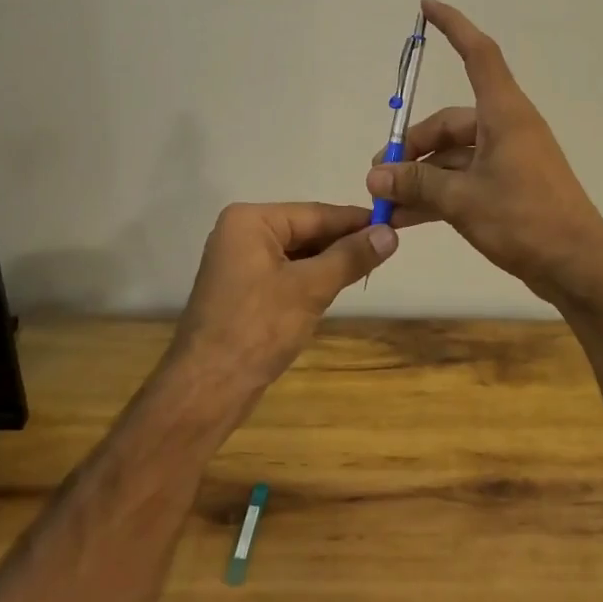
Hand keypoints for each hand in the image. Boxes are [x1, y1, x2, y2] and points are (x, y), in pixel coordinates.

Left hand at [167, 202, 396, 395]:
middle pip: (305, 230)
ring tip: (371, 265)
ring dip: (330, 261)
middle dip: (343, 242)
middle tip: (388, 249)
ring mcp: (240, 262)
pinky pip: (286, 272)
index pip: (315, 213)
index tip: (395, 224)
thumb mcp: (311, 288)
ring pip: (298, 253)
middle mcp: (242, 233)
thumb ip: (351, 257)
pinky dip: (311, 278)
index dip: (356, 221)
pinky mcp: (243, 289)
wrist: (208, 388)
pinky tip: (338, 285)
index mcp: (250, 220)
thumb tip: (390, 234)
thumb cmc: (258, 328)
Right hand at [366, 0, 602, 304]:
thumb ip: (417, 184)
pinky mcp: (509, 188)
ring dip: (420, 177)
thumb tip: (375, 177)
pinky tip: (405, 220)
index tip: (427, 6)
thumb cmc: (525, 220)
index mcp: (504, 114)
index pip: (478, 53)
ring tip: (385, 204)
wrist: (579, 268)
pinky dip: (436, 195)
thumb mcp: (463, 199)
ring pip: (452, 157)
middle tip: (379, 175)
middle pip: (449, 123)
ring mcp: (508, 159)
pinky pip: (463, 180)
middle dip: (412, 147)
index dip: (454, 26)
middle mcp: (506, 128)